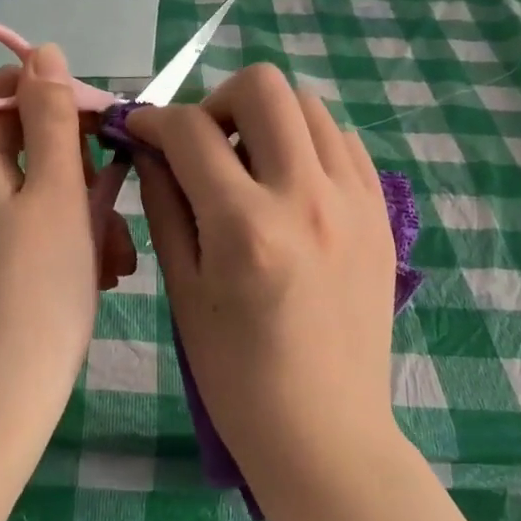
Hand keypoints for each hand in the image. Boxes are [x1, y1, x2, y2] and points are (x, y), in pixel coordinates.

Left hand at [0, 44, 135, 456]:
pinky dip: (69, 241)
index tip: (104, 125)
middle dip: (82, 167)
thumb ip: (51, 118)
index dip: (55, 96)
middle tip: (116, 202)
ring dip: (85, 210)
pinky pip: (32, 231)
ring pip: (39, 193)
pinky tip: (103, 275)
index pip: (4, 92)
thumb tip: (43, 52)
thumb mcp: (55, 193)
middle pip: (27, 144)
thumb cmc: (35, 289)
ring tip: (118, 257)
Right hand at [127, 63, 399, 487]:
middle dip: (216, 100)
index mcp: (246, 226)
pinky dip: (307, 143)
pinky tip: (289, 184)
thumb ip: (164, 204)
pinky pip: (343, 143)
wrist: (325, 432)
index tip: (139, 129)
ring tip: (247, 165)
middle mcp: (307, 197)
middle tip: (201, 143)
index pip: (190, 131)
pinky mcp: (381, 214)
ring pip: (310, 106)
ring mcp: (355, 202)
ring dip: (266, 119)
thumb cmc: (236, 376)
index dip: (152, 119)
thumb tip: (149, 149)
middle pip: (263, 88)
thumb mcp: (183, 290)